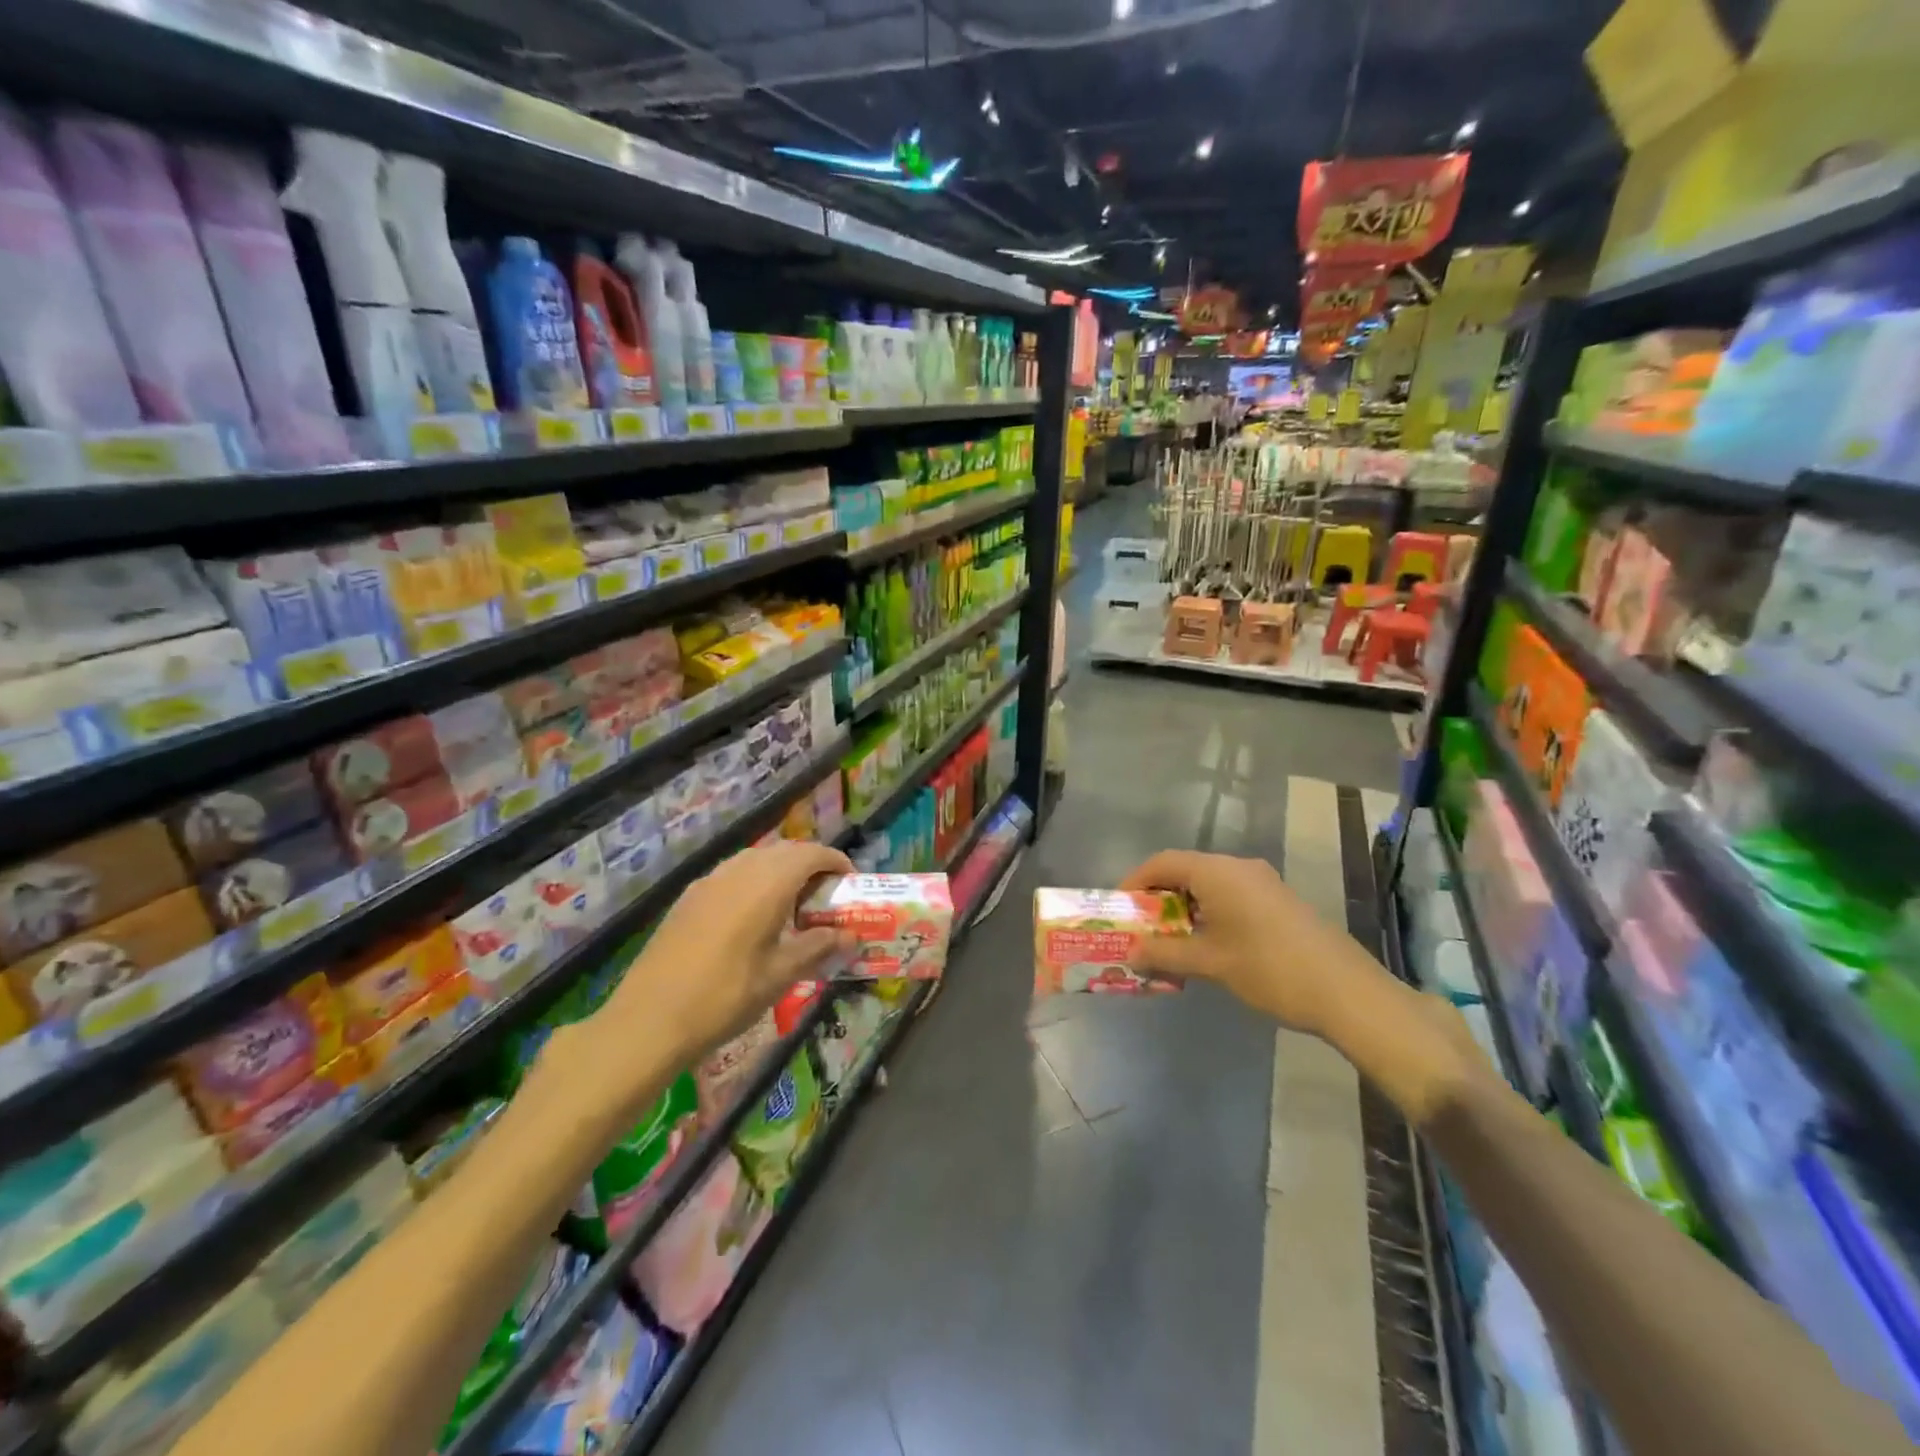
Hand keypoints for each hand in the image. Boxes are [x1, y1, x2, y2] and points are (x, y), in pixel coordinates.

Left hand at [594, 841, 854, 1076]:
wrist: (648, 1020)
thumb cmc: (724, 996)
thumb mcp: (779, 975)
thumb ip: (817, 947)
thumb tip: (849, 935)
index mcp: (767, 883)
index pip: (812, 854)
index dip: (835, 862)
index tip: (850, 883)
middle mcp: (739, 870)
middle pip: (785, 851)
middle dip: (811, 866)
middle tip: (826, 898)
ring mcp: (710, 881)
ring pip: (756, 860)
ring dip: (781, 873)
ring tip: (793, 909)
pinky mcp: (689, 897)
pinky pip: (732, 875)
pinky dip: (754, 884)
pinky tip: (754, 920)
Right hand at [1119, 850, 1393, 1038]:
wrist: (1347, 993)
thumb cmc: (1270, 969)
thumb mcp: (1210, 963)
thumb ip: (1165, 953)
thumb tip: (1131, 952)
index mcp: (1218, 872)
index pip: (1162, 862)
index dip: (1135, 882)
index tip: (1119, 909)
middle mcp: (1238, 867)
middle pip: (1184, 871)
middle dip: (1158, 898)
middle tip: (1139, 928)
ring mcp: (1262, 882)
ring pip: (1208, 885)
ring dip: (1183, 908)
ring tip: (1167, 941)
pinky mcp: (1277, 900)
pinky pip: (1229, 896)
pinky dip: (1208, 913)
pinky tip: (1204, 944)